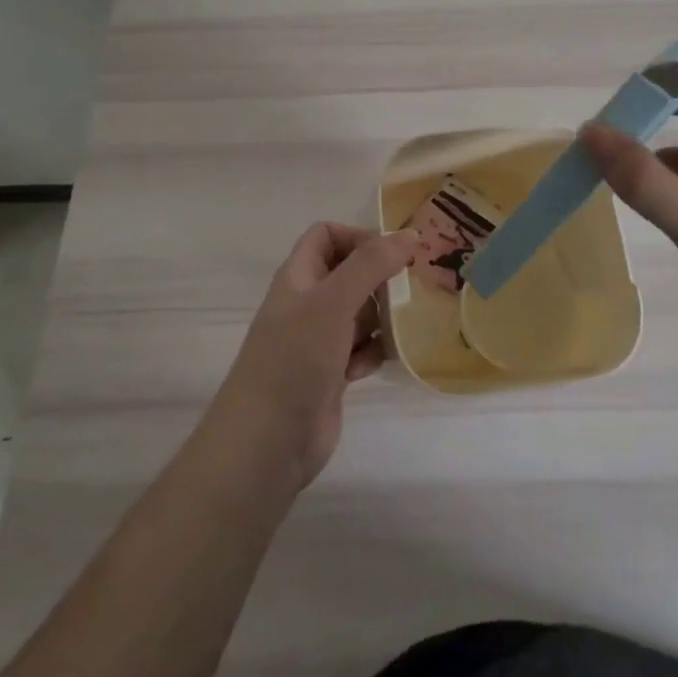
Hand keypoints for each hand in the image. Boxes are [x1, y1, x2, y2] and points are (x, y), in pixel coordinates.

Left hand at [206, 223, 418, 491]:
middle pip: (349, 273)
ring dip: (382, 317)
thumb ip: (371, 264)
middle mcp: (307, 303)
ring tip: (401, 327)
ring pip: (360, 313)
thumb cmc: (295, 359)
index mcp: (298, 277)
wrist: (266, 442)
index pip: (327, 235)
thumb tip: (410, 234)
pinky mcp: (331, 374)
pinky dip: (373, 352)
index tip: (393, 255)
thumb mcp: (333, 302)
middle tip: (411, 288)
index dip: (358, 237)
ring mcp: (318, 341)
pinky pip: (362, 349)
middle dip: (380, 279)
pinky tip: (375, 365)